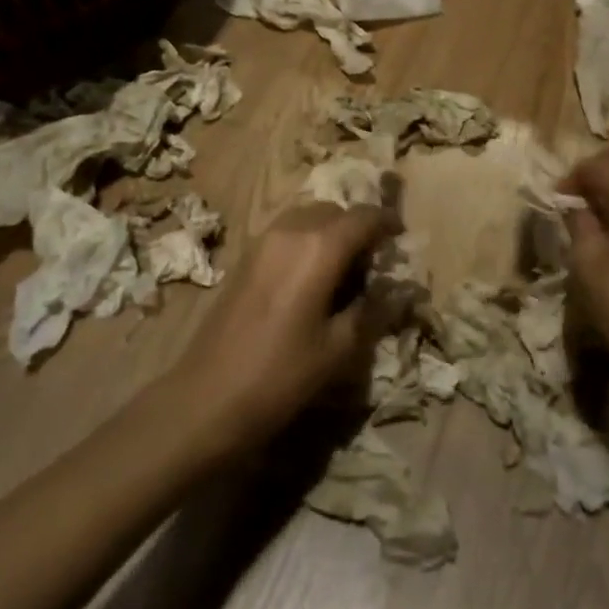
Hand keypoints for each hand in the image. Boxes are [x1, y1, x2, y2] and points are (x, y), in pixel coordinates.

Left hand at [171, 203, 396, 456]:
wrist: (206, 398)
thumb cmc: (281, 375)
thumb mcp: (339, 349)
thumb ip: (372, 309)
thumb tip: (396, 288)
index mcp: (320, 247)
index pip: (364, 217)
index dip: (387, 223)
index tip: (402, 238)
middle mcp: (291, 231)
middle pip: (334, 210)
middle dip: (358, 227)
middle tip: (373, 262)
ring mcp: (263, 241)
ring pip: (308, 216)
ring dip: (330, 231)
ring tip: (343, 269)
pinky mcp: (245, 256)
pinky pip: (287, 231)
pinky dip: (307, 240)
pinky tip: (311, 278)